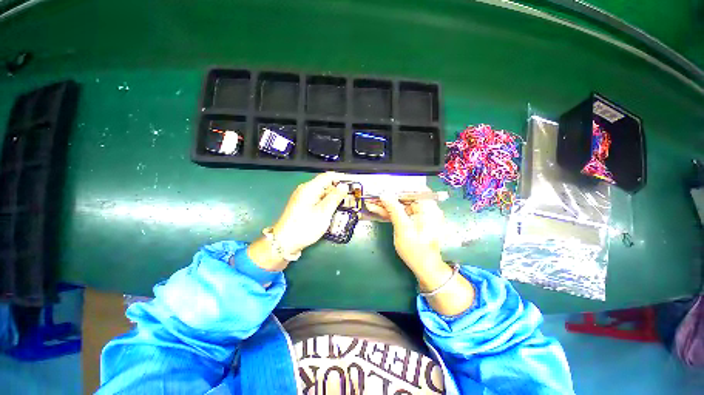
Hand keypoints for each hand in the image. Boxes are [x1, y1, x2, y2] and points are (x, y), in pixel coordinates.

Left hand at [272, 172, 348, 253]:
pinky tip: (333, 210)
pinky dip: (326, 203)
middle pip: (325, 184)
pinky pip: (317, 200)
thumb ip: (335, 197)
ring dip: (333, 198)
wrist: (284, 243)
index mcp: (310, 188)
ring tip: (345, 205)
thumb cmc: (305, 226)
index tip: (354, 184)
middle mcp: (305, 190)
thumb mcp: (324, 212)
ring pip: (322, 193)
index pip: (328, 176)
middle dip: (339, 190)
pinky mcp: (302, 206)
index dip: (341, 178)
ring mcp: (303, 198)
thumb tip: (344, 185)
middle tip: (351, 198)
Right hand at [366, 193, 445, 271]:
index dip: (398, 187)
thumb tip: (384, 194)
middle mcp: (426, 209)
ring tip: (371, 202)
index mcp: (428, 208)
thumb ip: (394, 209)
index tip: (384, 187)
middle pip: (405, 198)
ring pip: (401, 206)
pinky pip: (402, 213)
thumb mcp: (403, 228)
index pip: (414, 189)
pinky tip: (377, 209)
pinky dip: (390, 212)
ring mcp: (420, 215)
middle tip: (373, 196)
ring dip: (386, 205)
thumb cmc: (416, 249)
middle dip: (388, 197)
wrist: (424, 267)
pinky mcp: (414, 221)